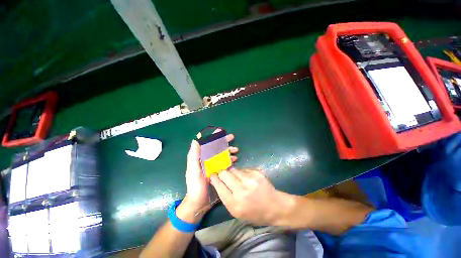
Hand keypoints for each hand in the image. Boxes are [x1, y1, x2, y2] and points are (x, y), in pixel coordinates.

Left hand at [177, 132, 237, 222]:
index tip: (221, 130)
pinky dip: (230, 159)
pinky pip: (225, 162)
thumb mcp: (193, 170)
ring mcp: (214, 165)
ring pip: (222, 154)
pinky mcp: (219, 171)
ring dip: (229, 150)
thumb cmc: (195, 186)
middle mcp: (207, 159)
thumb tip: (195, 140)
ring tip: (236, 150)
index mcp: (201, 157)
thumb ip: (194, 156)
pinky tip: (235, 159)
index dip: (214, 136)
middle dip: (224, 141)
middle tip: (232, 137)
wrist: (199, 202)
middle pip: (216, 147)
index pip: (208, 144)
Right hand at [210, 168, 293, 225]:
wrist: (275, 207)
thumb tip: (217, 181)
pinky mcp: (256, 173)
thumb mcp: (237, 212)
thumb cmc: (255, 213)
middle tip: (222, 173)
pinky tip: (246, 178)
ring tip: (236, 178)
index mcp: (234, 204)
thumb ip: (225, 197)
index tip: (212, 174)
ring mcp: (250, 180)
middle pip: (224, 174)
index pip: (219, 185)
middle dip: (221, 173)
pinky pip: (243, 169)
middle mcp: (241, 190)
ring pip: (233, 169)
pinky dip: (241, 173)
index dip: (214, 178)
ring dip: (232, 172)